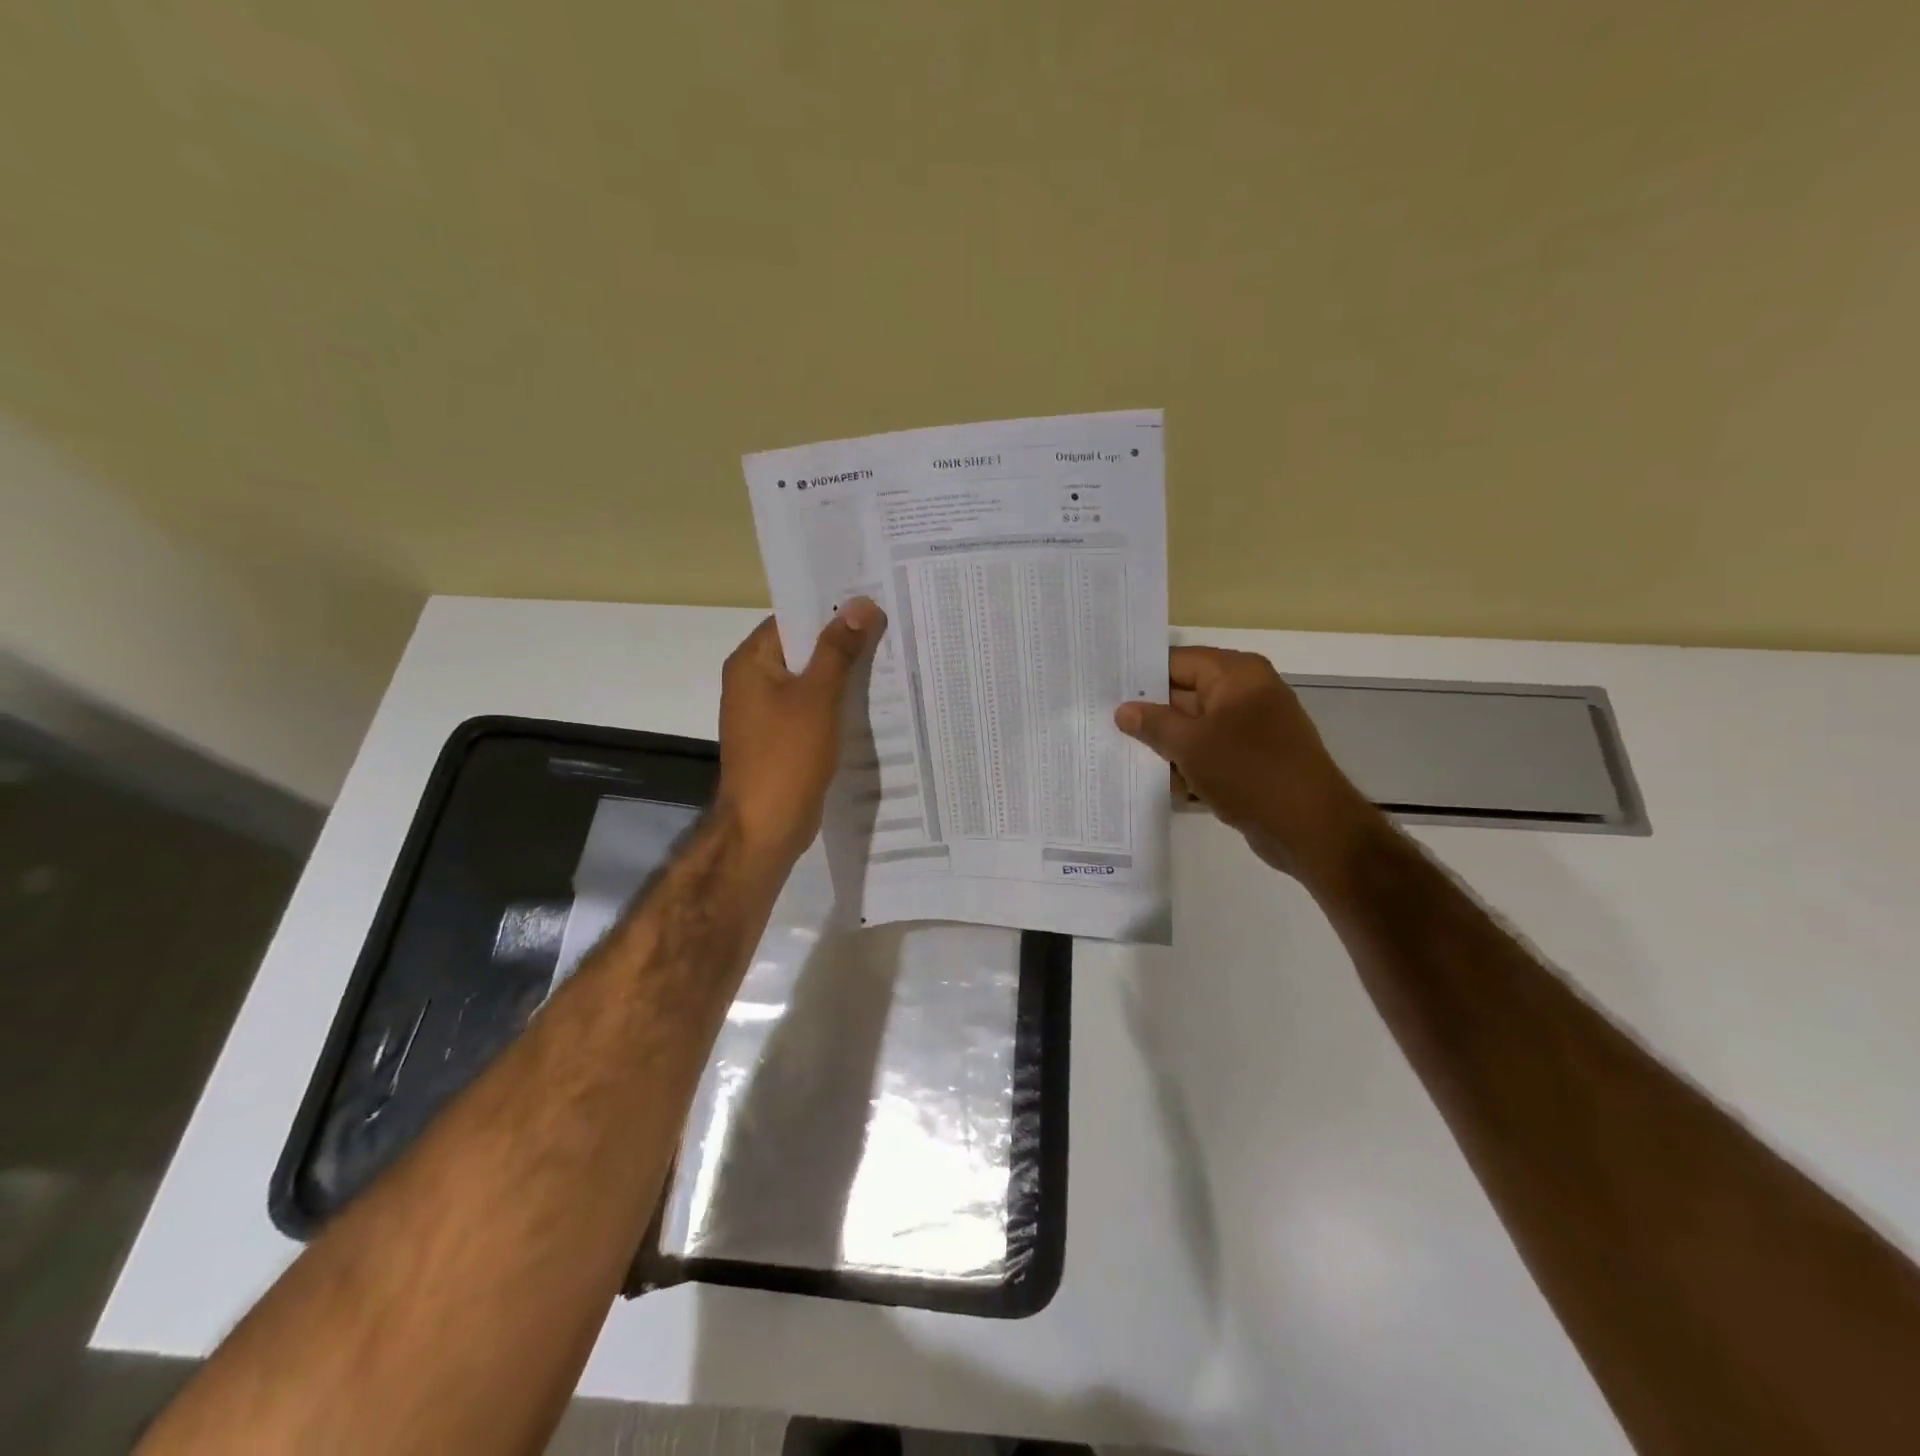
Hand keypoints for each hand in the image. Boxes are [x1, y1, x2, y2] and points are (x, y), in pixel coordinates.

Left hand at [716, 600, 886, 865]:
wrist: (766, 827)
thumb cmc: (786, 755)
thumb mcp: (817, 696)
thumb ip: (839, 649)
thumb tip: (862, 605)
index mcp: (752, 662)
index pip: (792, 619)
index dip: (831, 608)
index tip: (873, 600)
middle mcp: (754, 681)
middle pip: (803, 648)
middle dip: (844, 640)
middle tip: (891, 626)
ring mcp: (767, 712)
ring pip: (811, 680)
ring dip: (844, 673)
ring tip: (891, 657)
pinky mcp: (783, 738)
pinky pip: (813, 708)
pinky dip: (838, 702)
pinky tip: (873, 700)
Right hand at [1114, 646, 1379, 883]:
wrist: (1309, 827)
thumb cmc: (1249, 772)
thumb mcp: (1191, 745)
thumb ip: (1153, 724)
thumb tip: (1123, 710)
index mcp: (1237, 675)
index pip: (1177, 662)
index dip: (1140, 674)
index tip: (1103, 686)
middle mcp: (1246, 694)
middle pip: (1184, 694)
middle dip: (1148, 713)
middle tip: (1101, 721)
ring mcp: (1250, 729)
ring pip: (1194, 728)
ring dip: (1164, 744)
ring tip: (1117, 752)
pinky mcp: (1251, 761)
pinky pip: (1208, 753)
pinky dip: (1185, 765)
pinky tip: (1152, 781)